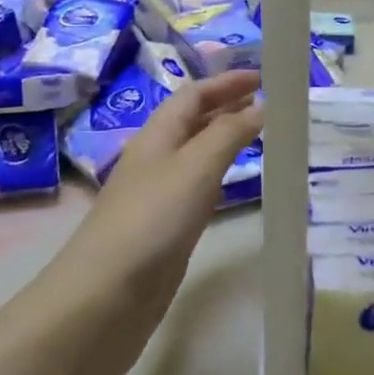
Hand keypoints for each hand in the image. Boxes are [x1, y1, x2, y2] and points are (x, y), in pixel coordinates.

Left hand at [35, 71, 264, 374]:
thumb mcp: (195, 167)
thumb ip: (229, 134)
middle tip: (268, 102)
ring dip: (225, 138)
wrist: (105, 297)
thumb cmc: (151, 220)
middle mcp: (156, 159)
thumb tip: (260, 104)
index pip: (193, 95)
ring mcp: (159, 195)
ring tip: (260, 135)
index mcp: (157, 136)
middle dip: (227, 105)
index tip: (264, 77)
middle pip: (193, 121)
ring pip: (196, 154)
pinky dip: (220, 174)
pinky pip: (198, 187)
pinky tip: (234, 183)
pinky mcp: (166, 229)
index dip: (226, 82)